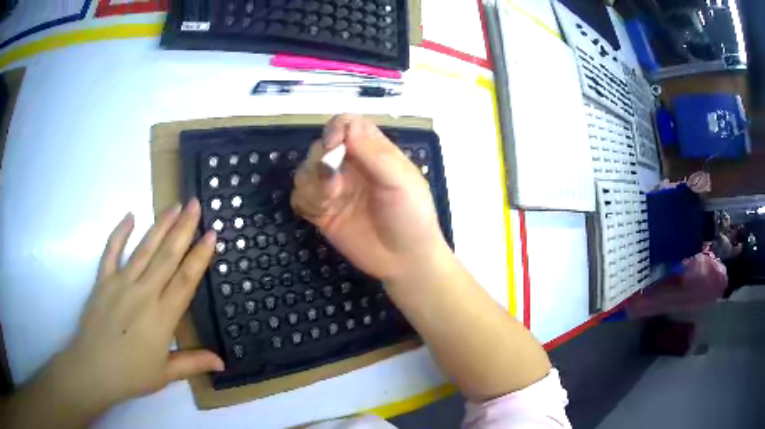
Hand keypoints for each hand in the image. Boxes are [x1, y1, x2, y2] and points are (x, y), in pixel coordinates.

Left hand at [58, 200, 223, 409]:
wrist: (94, 369)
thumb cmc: (132, 374)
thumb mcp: (166, 374)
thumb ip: (194, 363)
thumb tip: (222, 362)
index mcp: (161, 317)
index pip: (184, 280)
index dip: (199, 256)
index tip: (211, 235)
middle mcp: (143, 293)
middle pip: (166, 256)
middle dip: (183, 229)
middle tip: (195, 205)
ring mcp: (121, 283)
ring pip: (144, 248)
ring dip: (160, 225)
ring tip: (174, 205)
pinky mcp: (103, 280)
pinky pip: (112, 251)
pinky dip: (120, 232)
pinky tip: (130, 215)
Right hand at [291, 115, 449, 281]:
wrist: (405, 260)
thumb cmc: (411, 216)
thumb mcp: (401, 181)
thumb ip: (374, 153)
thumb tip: (348, 125)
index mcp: (372, 152)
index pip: (346, 125)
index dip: (335, 129)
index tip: (333, 145)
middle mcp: (350, 166)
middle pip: (320, 146)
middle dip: (320, 160)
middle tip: (334, 183)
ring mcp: (335, 189)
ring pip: (305, 170)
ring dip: (312, 183)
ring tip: (329, 201)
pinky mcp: (322, 212)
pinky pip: (300, 197)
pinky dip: (305, 201)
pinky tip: (321, 213)